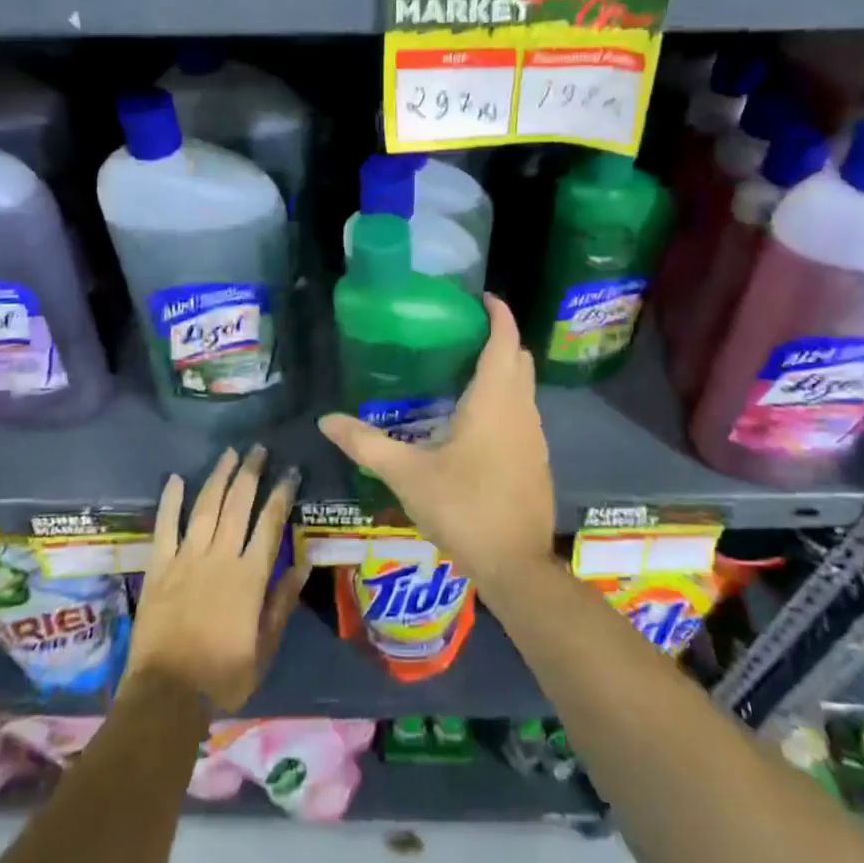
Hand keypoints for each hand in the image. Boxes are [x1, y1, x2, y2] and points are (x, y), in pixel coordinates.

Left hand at [125, 444, 303, 713]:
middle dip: (250, 473)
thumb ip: (282, 603)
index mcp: (250, 576)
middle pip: (238, 505)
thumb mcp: (265, 648)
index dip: (281, 494)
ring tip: (230, 453)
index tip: (290, 471)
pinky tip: (176, 479)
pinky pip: (165, 527)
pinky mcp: (159, 568)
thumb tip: (304, 564)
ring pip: (205, 507)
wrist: (167, 696)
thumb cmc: (223, 676)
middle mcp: (220, 557)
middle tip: (259, 448)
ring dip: (219, 477)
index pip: (270, 524)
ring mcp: (186, 559)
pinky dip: (170, 502)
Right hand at [317, 293, 554, 589]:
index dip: (499, 313)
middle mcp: (521, 409)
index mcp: (494, 400)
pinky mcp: (537, 458)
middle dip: (498, 338)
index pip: (505, 340)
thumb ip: (366, 444)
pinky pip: (523, 411)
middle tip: (460, 334)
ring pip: (524, 386)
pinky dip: (505, 399)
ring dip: (503, 370)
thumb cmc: (463, 507)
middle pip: (519, 358)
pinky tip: (475, 420)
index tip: (481, 297)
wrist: (515, 564)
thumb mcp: (407, 475)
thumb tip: (327, 420)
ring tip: (462, 371)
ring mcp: (535, 435)